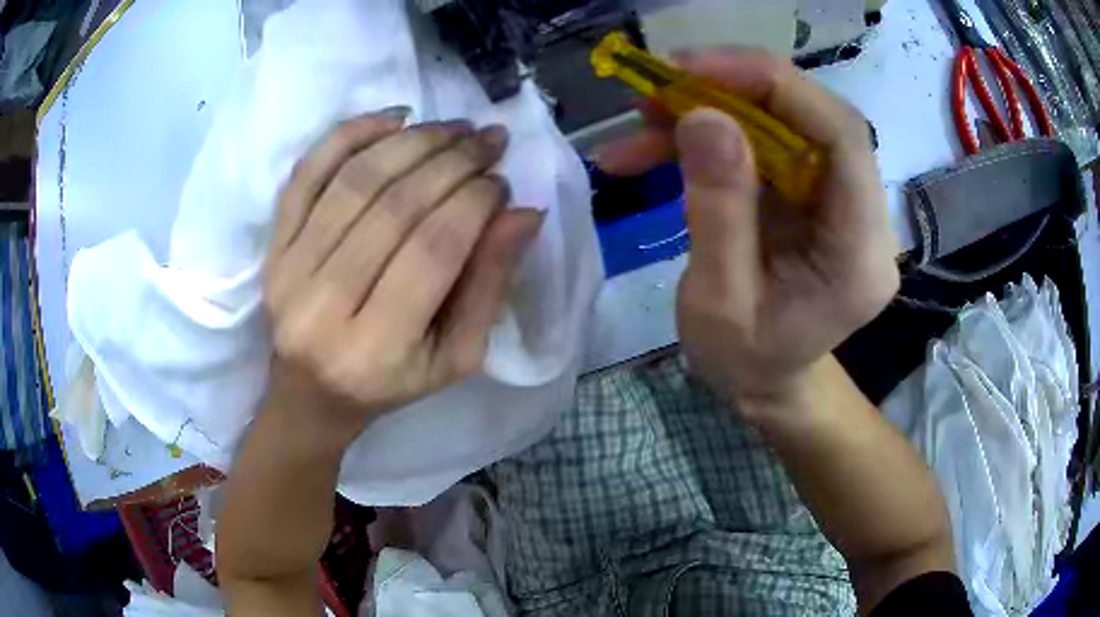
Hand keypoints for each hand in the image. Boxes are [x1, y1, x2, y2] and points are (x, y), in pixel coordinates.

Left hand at [264, 109, 543, 438]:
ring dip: (413, 141)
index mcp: (376, 350)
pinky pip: (307, 174)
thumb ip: (489, 286)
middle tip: (489, 140)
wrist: (311, 394)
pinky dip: (350, 134)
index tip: (502, 181)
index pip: (432, 251)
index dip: (474, 203)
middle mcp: (322, 306)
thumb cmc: (390, 384)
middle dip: (452, 161)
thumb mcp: (455, 356)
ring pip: (355, 181)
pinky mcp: (272, 247)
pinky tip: (394, 118)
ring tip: (454, 127)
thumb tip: (523, 214)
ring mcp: (288, 270)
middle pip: (394, 208)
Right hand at [596, 50, 898, 410]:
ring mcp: (840, 200)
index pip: (842, 138)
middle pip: (814, 119)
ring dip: (713, 108)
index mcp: (859, 254)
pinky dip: (711, 133)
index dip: (776, 87)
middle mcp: (863, 216)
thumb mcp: (719, 303)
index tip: (697, 70)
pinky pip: (766, 143)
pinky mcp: (813, 193)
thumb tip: (704, 117)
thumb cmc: (745, 362)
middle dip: (735, 89)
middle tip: (661, 85)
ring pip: (785, 123)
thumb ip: (718, 211)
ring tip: (644, 117)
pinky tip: (657, 144)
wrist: (768, 381)